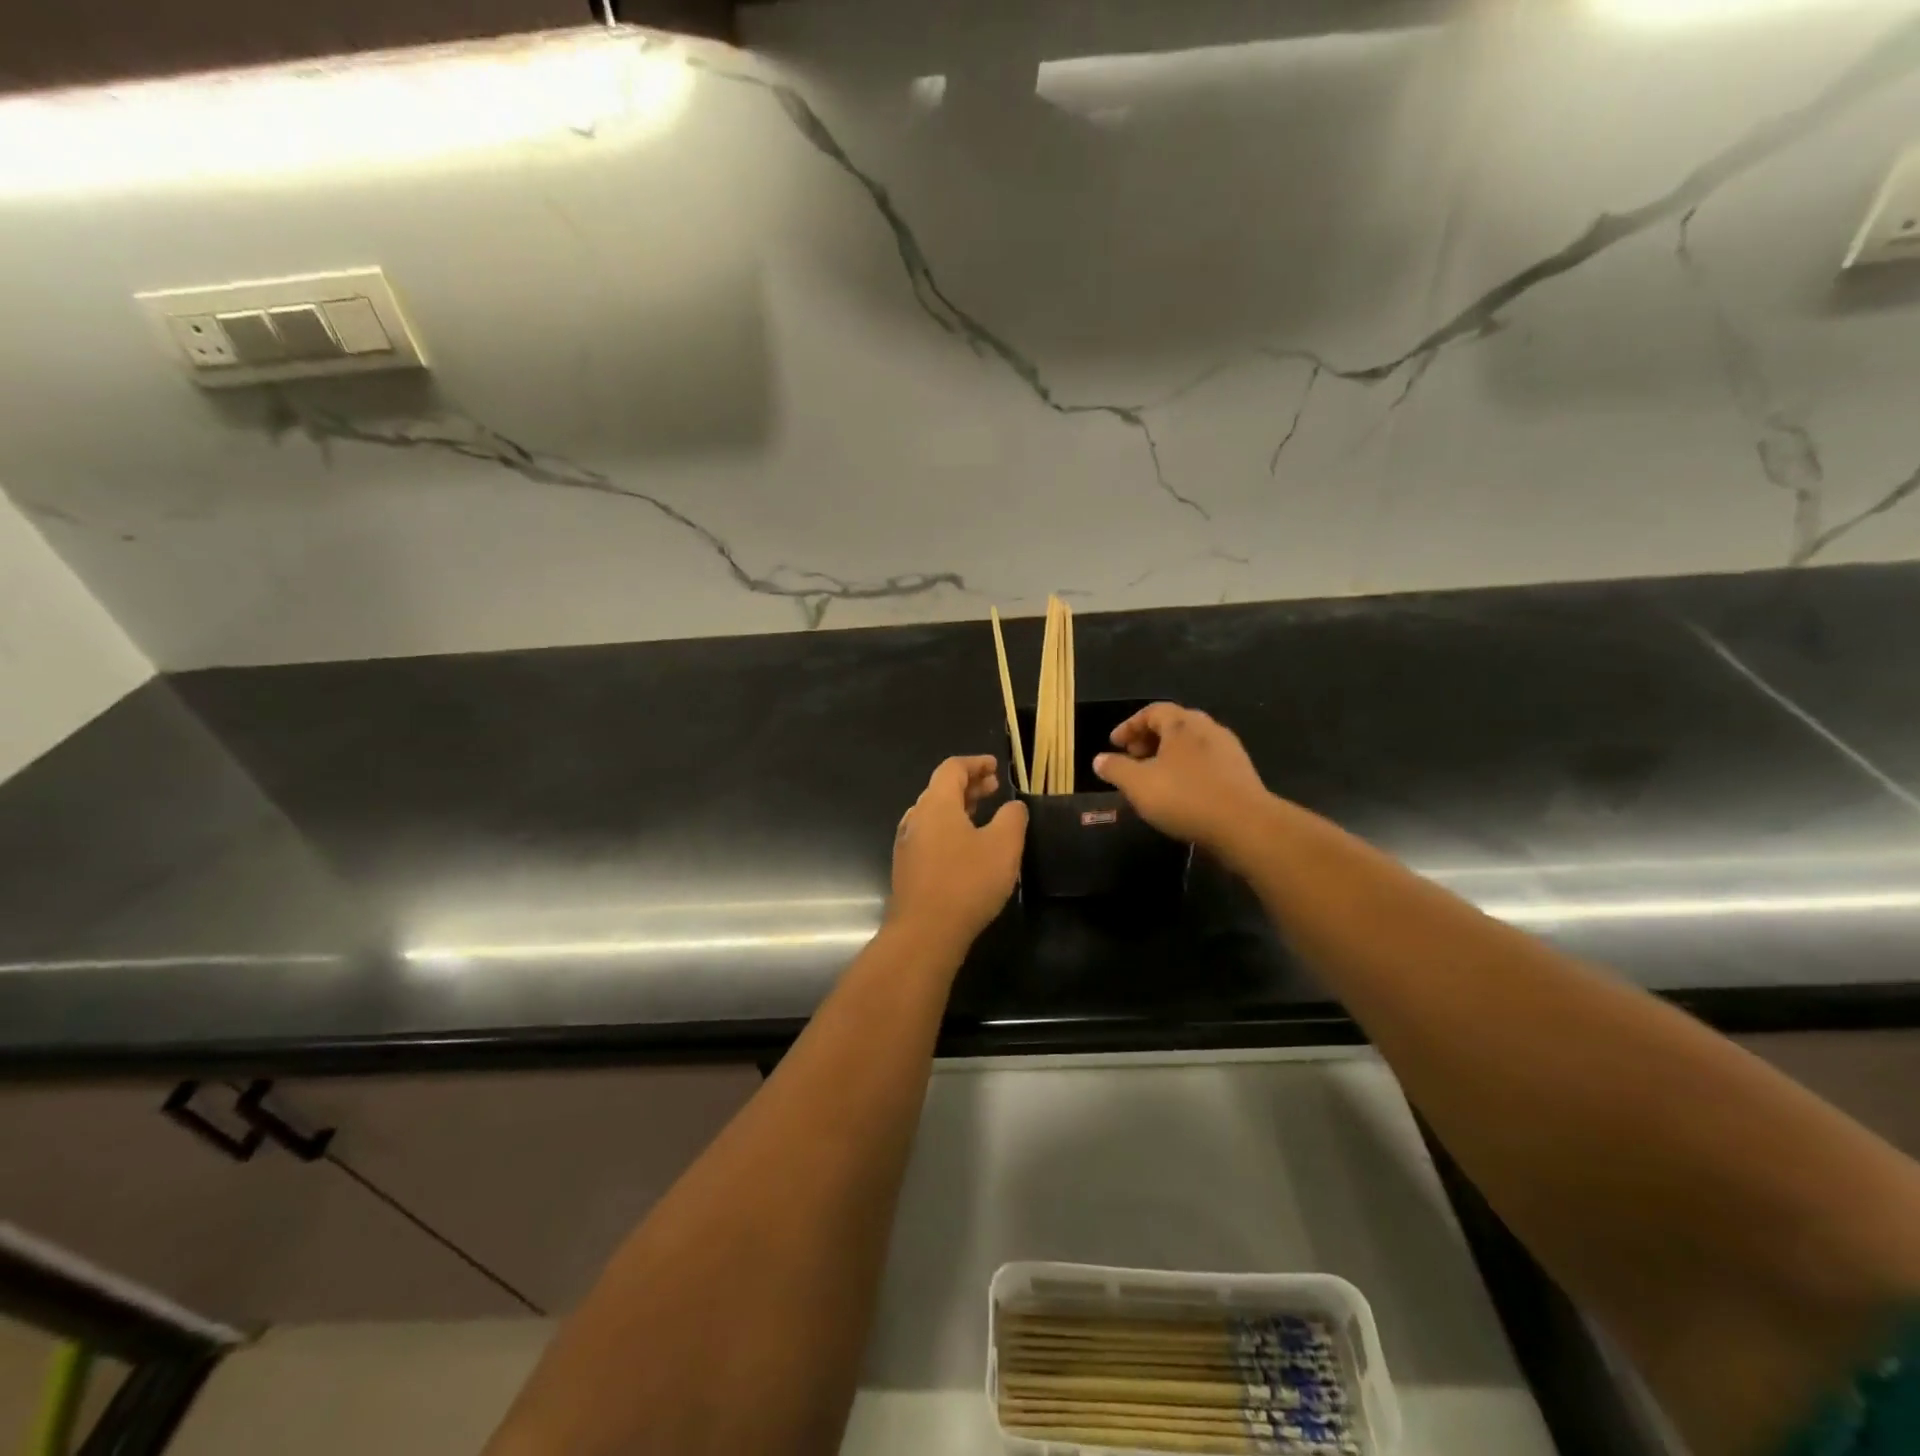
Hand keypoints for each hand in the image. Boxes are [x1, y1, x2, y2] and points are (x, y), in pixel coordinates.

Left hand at [889, 756, 1027, 949]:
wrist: (925, 932)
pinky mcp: (908, 868)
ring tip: (984, 815)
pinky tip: (967, 848)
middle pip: (941, 789)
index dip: (975, 763)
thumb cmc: (966, 882)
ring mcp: (908, 844)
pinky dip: (950, 829)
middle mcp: (916, 818)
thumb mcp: (1003, 846)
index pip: (952, 768)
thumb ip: (1012, 817)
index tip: (995, 766)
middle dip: (969, 785)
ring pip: (934, 814)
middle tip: (994, 788)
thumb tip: (1013, 806)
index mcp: (936, 804)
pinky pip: (930, 836)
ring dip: (959, 808)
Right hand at [1092, 704, 1275, 866]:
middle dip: (1149, 739)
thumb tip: (1099, 759)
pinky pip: (1206, 762)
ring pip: (1191, 744)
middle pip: (1174, 725)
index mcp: (1182, 724)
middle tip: (1132, 757)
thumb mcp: (1138, 784)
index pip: (1152, 711)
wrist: (1245, 825)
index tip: (1114, 744)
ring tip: (1154, 777)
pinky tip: (1180, 792)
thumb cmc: (1185, 797)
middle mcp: (1208, 728)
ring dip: (1168, 755)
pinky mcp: (1241, 773)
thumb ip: (1116, 769)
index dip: (1129, 726)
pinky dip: (1187, 769)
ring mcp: (1229, 750)